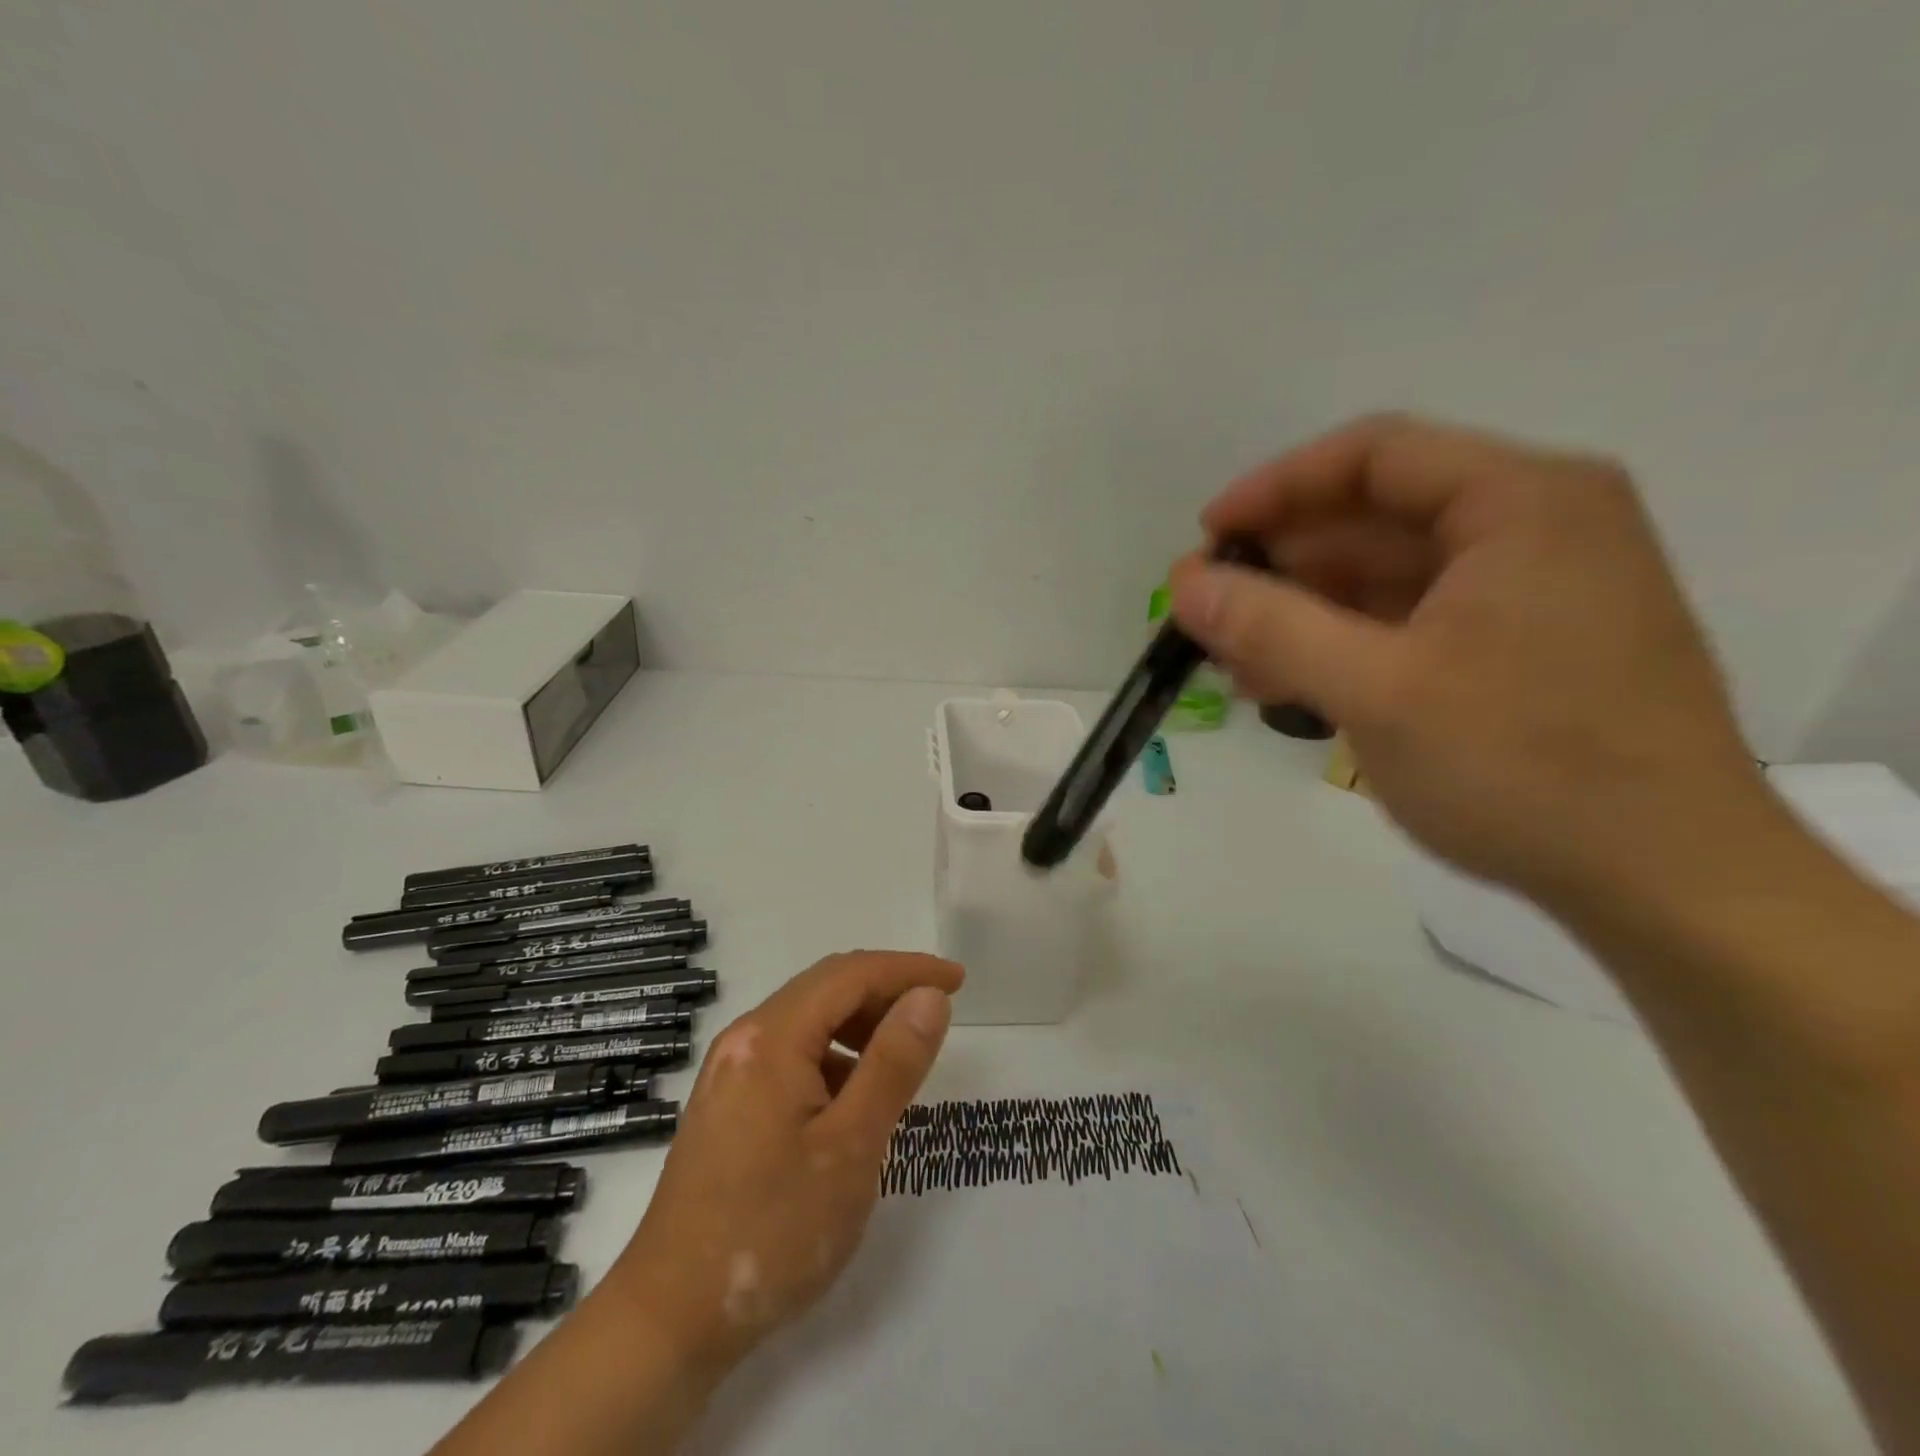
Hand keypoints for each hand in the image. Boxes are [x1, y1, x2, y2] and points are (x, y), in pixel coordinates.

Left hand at [598, 951, 962, 1383]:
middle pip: (826, 988)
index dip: (908, 969)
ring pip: (808, 1020)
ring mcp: (730, 1070)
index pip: (850, 974)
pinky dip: (833, 1056)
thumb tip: (929, 996)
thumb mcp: (851, 1146)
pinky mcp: (728, 1102)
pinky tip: (854, 1095)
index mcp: (771, 1036)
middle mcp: (745, 1038)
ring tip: (903, 1054)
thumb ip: (893, 1063)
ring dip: (860, 1023)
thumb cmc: (772, 1229)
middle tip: (938, 1011)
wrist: (670, 1317)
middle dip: (886, 990)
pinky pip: (791, 1053)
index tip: (957, 981)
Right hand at [1170, 414, 1767, 904]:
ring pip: (1390, 576)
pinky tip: (1292, 684)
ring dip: (1306, 612)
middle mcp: (1536, 527)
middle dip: (1284, 564)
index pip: (1374, 455)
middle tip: (1209, 613)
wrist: (1666, 881)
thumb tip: (1181, 583)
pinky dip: (1348, 644)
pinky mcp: (1525, 646)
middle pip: (1378, 516)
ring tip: (1236, 663)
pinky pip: (1413, 621)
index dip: (1276, 489)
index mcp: (1521, 504)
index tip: (1207, 538)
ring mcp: (1534, 590)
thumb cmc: (1522, 767)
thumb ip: (1269, 627)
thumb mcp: (1375, 690)